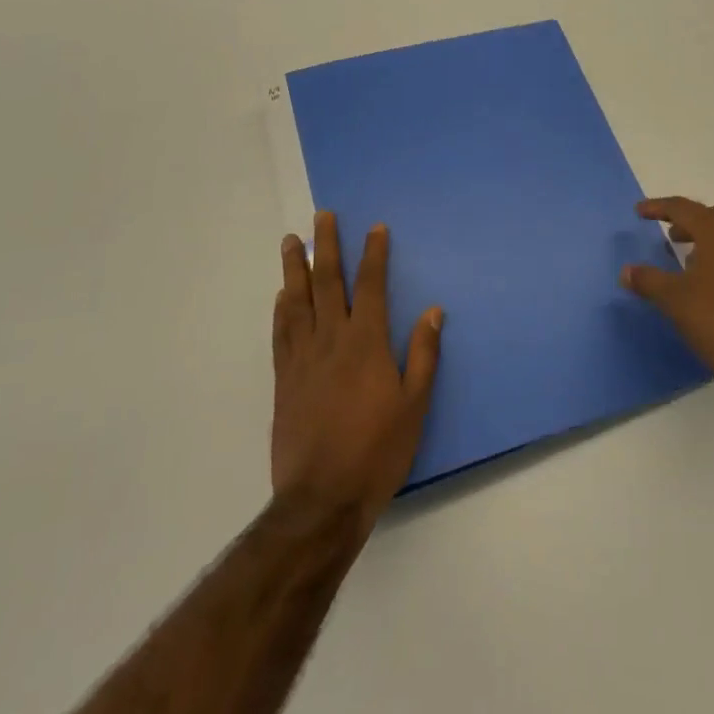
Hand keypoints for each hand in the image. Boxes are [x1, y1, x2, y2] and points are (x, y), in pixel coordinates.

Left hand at [272, 212, 442, 540]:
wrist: (321, 498)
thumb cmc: (376, 451)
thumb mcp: (414, 406)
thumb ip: (423, 354)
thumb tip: (433, 311)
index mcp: (365, 342)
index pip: (369, 285)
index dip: (373, 254)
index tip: (374, 228)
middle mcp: (331, 339)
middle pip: (327, 281)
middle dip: (326, 245)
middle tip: (321, 215)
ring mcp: (302, 358)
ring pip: (297, 300)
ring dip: (295, 267)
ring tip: (291, 240)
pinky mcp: (283, 379)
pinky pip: (281, 333)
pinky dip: (281, 309)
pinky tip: (281, 295)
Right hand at [621, 197, 713, 407]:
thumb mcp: (674, 300)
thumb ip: (648, 280)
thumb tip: (626, 271)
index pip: (683, 208)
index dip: (659, 208)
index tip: (639, 211)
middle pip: (713, 216)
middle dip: (689, 221)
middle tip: (670, 235)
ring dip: (706, 240)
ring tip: (687, 261)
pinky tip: (710, 286)